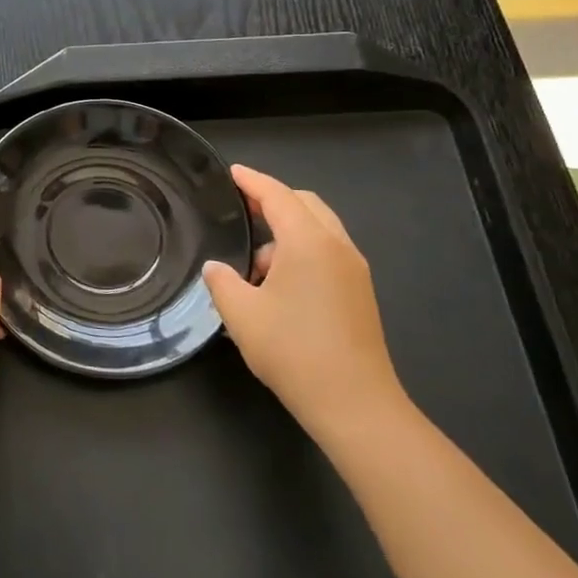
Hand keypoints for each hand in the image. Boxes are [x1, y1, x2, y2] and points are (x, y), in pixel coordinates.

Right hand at [202, 164, 408, 441]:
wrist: (355, 405)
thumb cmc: (293, 351)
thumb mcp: (241, 314)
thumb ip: (222, 281)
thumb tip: (217, 269)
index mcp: (309, 242)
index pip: (278, 196)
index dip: (252, 181)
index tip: (232, 173)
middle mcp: (337, 247)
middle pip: (305, 205)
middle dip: (273, 201)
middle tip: (242, 208)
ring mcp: (354, 271)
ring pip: (319, 230)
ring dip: (287, 232)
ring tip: (254, 264)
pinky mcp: (360, 294)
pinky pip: (327, 253)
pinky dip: (302, 252)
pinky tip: (278, 285)